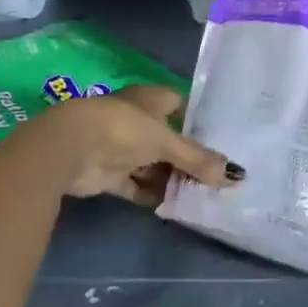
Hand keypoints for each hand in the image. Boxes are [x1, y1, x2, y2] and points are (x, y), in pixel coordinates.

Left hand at [29, 84, 241, 206]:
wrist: (70, 148)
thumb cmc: (123, 129)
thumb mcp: (166, 142)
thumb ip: (198, 160)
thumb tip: (236, 176)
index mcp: (151, 99)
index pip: (181, 106)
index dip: (199, 123)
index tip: (222, 141)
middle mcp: (137, 120)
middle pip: (169, 139)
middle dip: (188, 157)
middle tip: (217, 176)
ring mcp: (121, 147)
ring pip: (153, 163)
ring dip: (170, 179)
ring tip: (201, 195)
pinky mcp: (109, 173)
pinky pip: (136, 185)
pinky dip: (151, 194)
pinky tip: (172, 207)